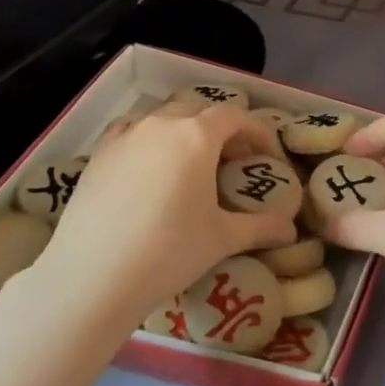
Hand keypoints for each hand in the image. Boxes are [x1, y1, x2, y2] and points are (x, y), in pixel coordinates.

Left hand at [20, 105, 294, 322]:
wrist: (93, 275)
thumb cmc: (169, 251)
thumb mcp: (222, 239)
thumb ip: (261, 228)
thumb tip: (291, 231)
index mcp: (197, 135)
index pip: (235, 116)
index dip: (257, 131)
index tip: (268, 155)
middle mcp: (161, 124)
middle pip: (200, 110)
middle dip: (222, 129)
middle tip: (234, 160)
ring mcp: (126, 135)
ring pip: (164, 117)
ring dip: (185, 130)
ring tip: (192, 163)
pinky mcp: (99, 153)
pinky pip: (131, 131)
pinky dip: (149, 138)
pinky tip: (149, 164)